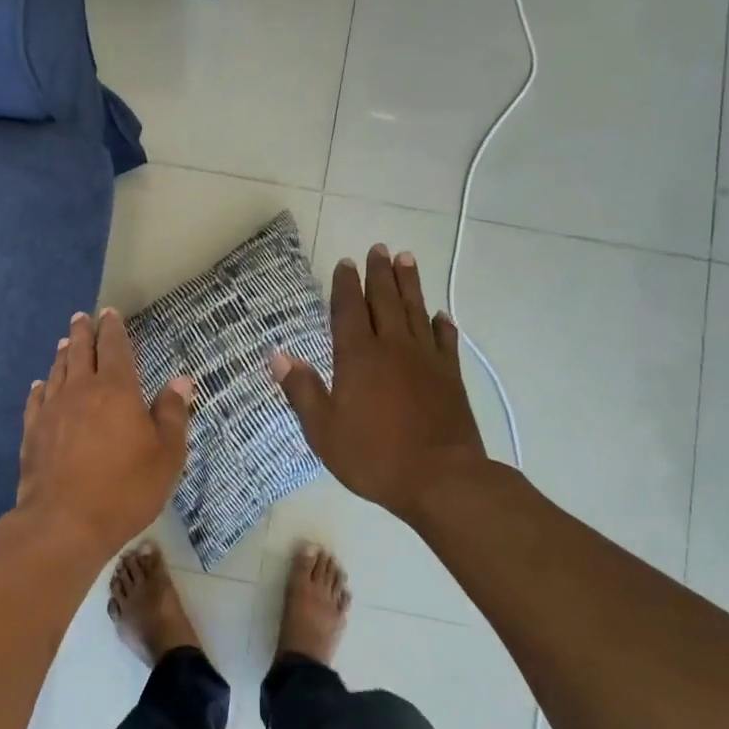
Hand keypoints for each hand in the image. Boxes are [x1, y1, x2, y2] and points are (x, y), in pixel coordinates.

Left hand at [16, 307, 194, 555]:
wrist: (64, 522)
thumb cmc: (126, 488)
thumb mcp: (166, 455)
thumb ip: (172, 414)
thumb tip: (180, 381)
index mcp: (117, 390)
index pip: (115, 348)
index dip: (113, 329)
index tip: (109, 313)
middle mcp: (81, 390)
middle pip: (81, 352)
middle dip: (83, 332)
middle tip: (82, 317)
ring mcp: (52, 410)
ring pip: (57, 371)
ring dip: (63, 354)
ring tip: (66, 342)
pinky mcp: (32, 432)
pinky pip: (36, 400)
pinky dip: (41, 387)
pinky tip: (40, 385)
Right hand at [272, 245, 487, 521]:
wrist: (441, 479)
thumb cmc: (374, 456)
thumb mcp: (323, 430)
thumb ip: (302, 390)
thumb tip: (278, 355)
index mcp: (358, 357)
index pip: (349, 310)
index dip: (346, 285)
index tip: (346, 263)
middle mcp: (393, 348)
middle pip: (385, 301)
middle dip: (380, 273)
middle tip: (379, 249)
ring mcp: (426, 360)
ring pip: (416, 311)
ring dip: (410, 284)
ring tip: (407, 259)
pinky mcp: (451, 376)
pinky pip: (446, 340)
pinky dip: (441, 324)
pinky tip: (440, 314)